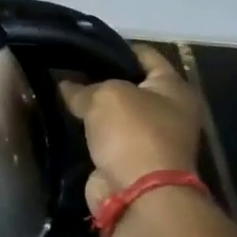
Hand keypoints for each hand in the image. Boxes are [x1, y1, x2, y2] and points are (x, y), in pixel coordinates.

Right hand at [59, 45, 203, 219]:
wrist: (138, 193)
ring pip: (116, 113)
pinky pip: (106, 136)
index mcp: (174, 89)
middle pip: (130, 84)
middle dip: (100, 77)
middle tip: (67, 67)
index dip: (116, 47)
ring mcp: (151, 139)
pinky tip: (65, 119)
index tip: (85, 43)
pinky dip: (90, 130)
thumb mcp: (105, 95)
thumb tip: (66, 86)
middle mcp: (168, 111)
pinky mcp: (130, 160)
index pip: (145, 55)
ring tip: (61, 91)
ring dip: (93, 107)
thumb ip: (82, 87)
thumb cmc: (132, 132)